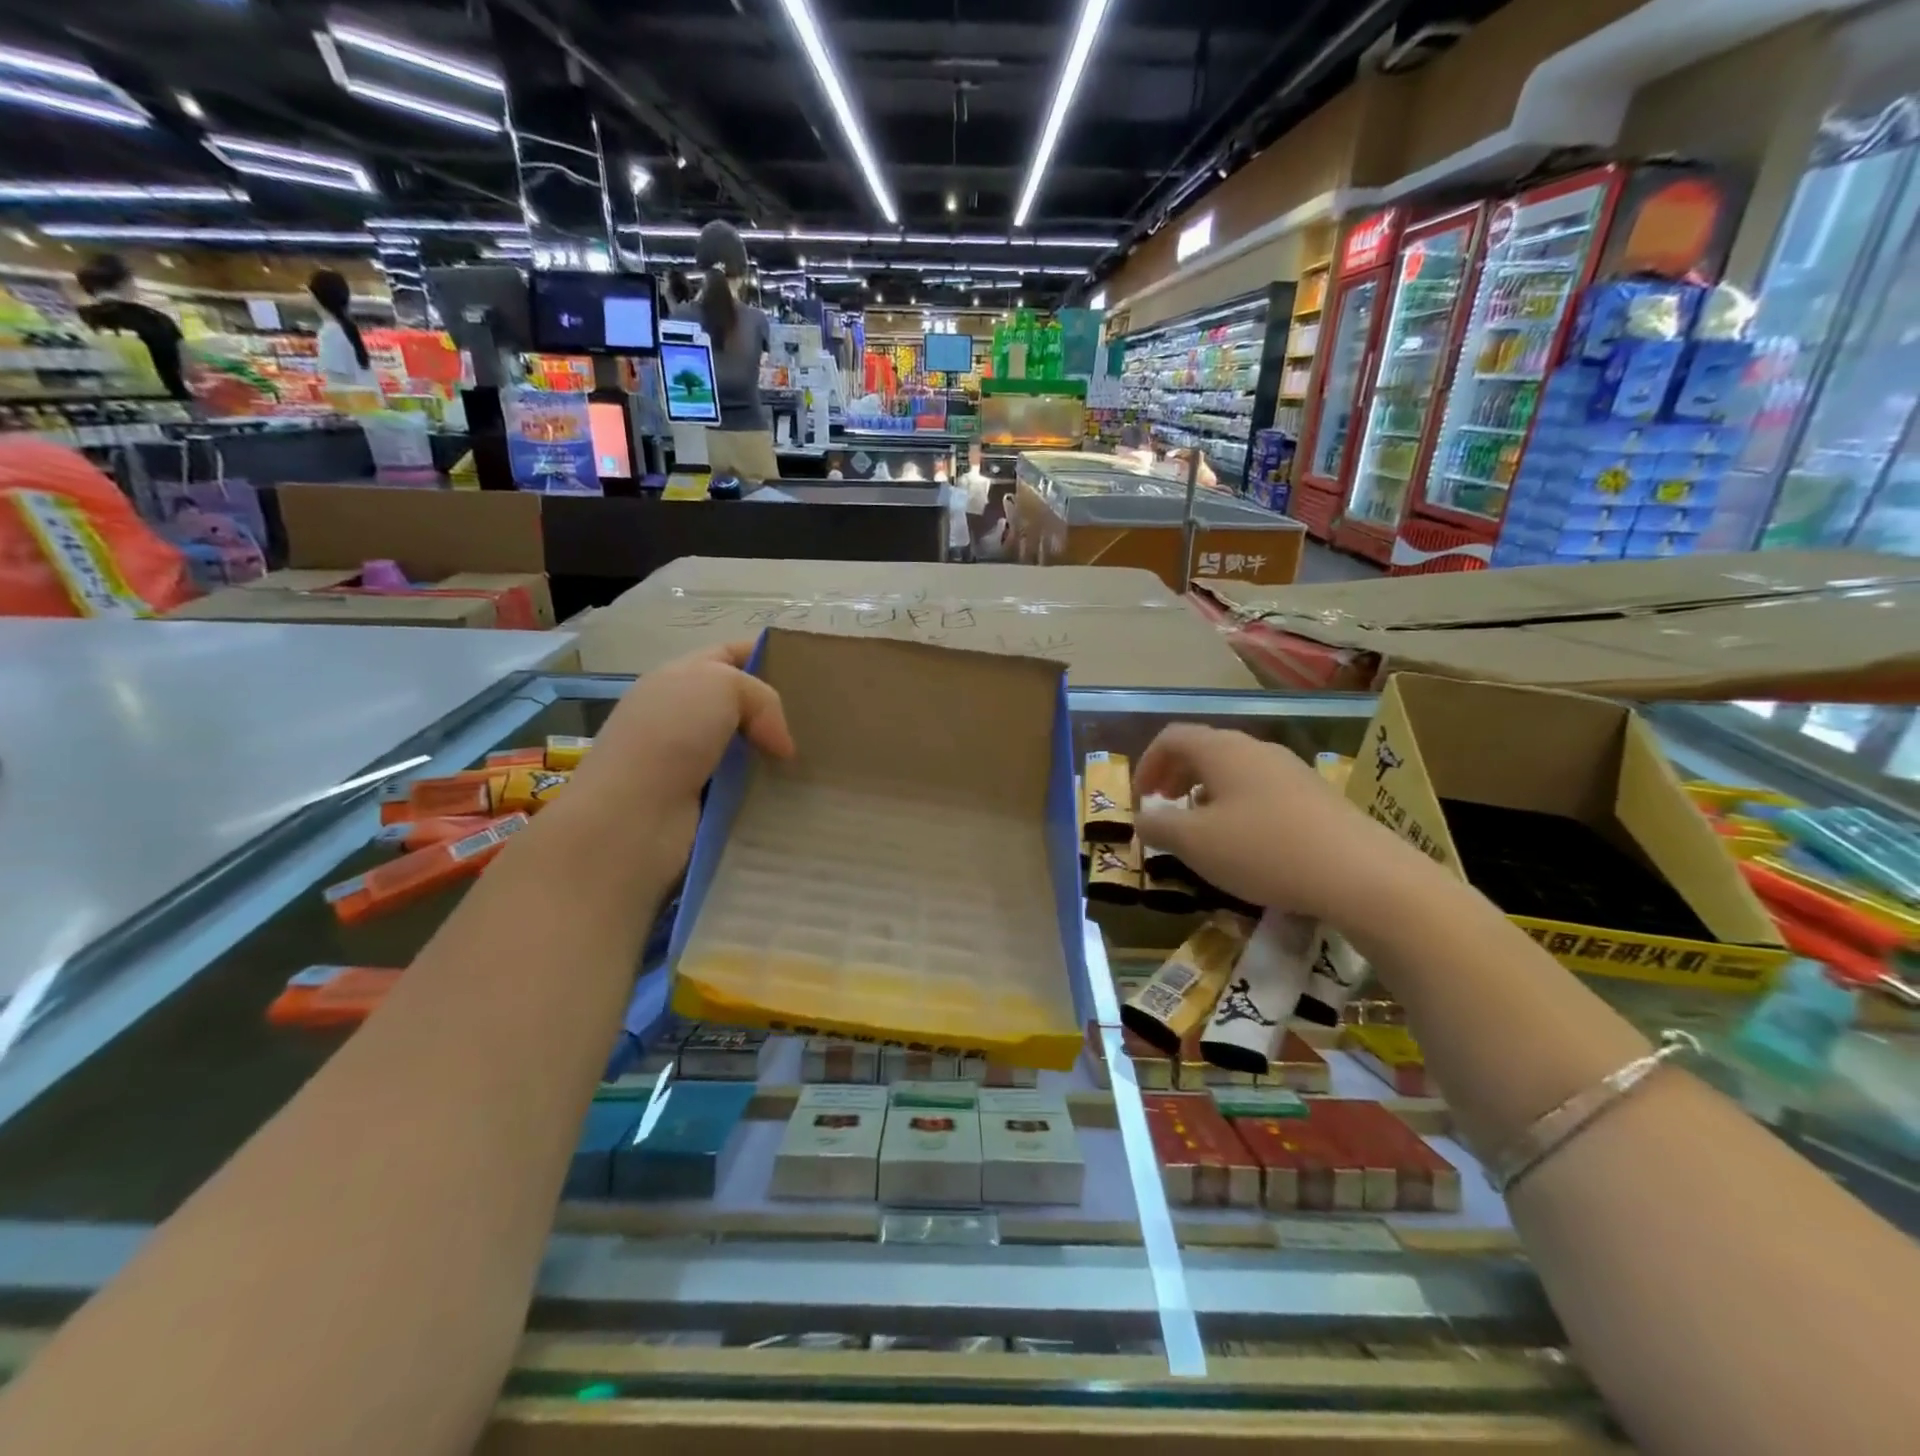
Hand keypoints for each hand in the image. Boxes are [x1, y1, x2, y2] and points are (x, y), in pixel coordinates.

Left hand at [564, 641, 794, 855]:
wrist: (632, 816)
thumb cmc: (672, 735)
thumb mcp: (722, 685)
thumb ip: (762, 697)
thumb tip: (780, 744)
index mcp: (678, 678)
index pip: (728, 655)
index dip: (765, 655)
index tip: (808, 671)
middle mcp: (681, 717)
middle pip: (741, 705)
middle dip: (778, 711)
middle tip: (819, 721)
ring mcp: (689, 763)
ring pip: (748, 750)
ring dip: (776, 756)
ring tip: (817, 759)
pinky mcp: (700, 803)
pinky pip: (745, 789)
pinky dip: (767, 790)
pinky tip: (793, 792)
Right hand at [1135, 725, 1429, 925]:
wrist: (1361, 874)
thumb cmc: (1263, 850)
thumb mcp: (1195, 843)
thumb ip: (1158, 827)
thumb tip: (1142, 818)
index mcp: (1222, 750)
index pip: (1173, 737)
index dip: (1148, 763)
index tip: (1141, 799)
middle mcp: (1256, 749)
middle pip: (1204, 749)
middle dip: (1176, 777)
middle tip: (1165, 810)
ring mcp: (1291, 770)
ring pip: (1235, 770)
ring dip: (1207, 793)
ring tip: (1202, 829)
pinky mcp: (1316, 795)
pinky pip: (1262, 789)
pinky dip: (1238, 805)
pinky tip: (1245, 842)